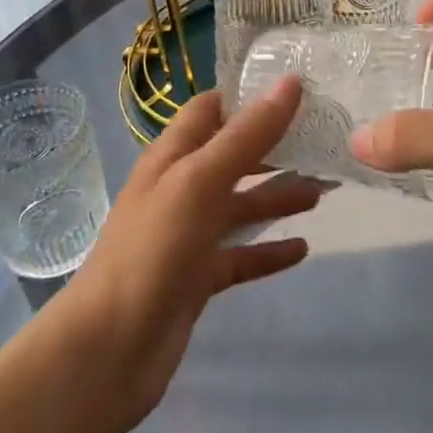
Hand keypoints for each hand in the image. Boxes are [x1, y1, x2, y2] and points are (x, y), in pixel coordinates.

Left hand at [58, 79, 322, 432]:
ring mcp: (188, 235)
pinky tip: (302, 249)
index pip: (212, 109)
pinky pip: (241, 255)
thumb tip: (290, 82)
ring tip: (324, 192)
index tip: (299, 89)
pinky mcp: (198, 277)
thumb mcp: (200, 181)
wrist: (108, 350)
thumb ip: (247, 135)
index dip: (250, 96)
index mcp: (173, 156)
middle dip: (275, 148)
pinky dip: (269, 250)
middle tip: (324, 142)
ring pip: (241, 206)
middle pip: (234, 156)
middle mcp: (180, 189)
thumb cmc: (153, 250)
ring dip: (279, 196)